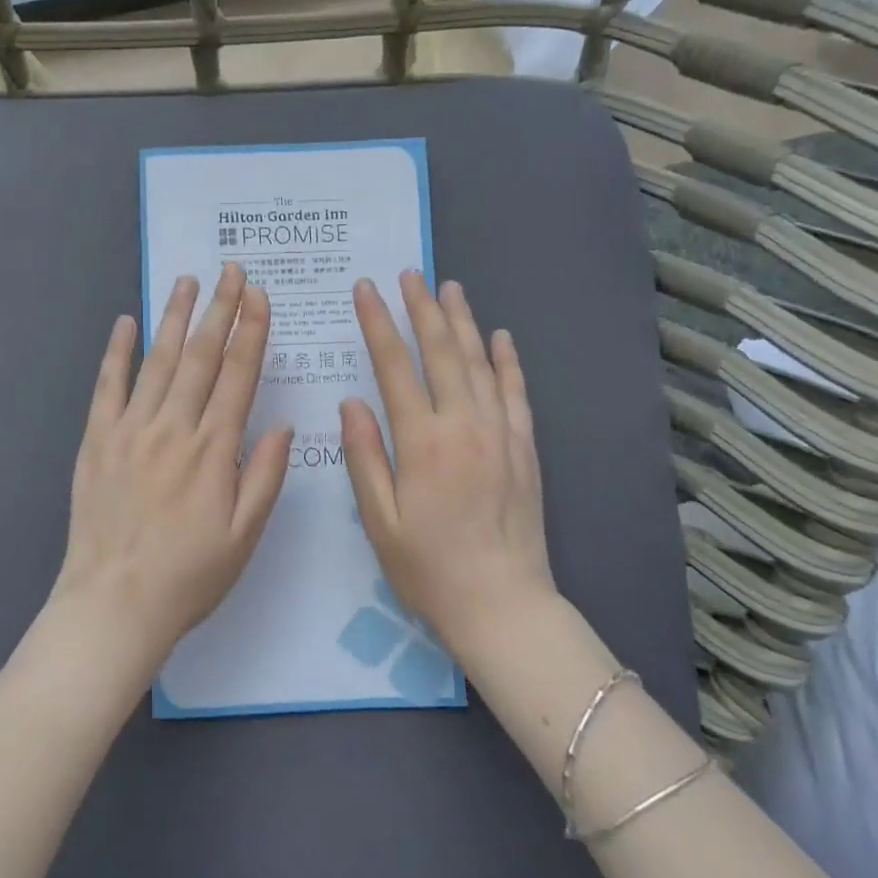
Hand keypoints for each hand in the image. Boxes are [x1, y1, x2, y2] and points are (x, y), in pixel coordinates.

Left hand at [54, 263, 294, 670]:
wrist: (114, 602)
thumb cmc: (189, 574)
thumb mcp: (244, 535)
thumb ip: (265, 475)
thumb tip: (283, 423)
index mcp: (213, 449)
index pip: (238, 376)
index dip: (251, 331)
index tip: (259, 296)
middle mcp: (174, 427)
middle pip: (201, 356)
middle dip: (220, 309)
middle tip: (230, 271)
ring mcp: (131, 429)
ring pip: (158, 361)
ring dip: (175, 318)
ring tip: (188, 281)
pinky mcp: (97, 440)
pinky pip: (108, 386)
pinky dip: (117, 352)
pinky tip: (125, 323)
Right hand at [340, 272, 557, 657]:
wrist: (503, 604)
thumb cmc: (428, 568)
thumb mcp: (379, 519)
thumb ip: (364, 456)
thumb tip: (351, 402)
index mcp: (422, 441)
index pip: (395, 366)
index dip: (378, 323)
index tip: (365, 289)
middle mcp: (464, 425)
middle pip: (441, 352)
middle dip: (422, 308)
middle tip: (409, 274)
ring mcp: (500, 433)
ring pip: (480, 363)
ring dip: (463, 322)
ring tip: (449, 288)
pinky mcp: (525, 448)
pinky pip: (516, 393)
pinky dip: (508, 361)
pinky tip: (500, 337)